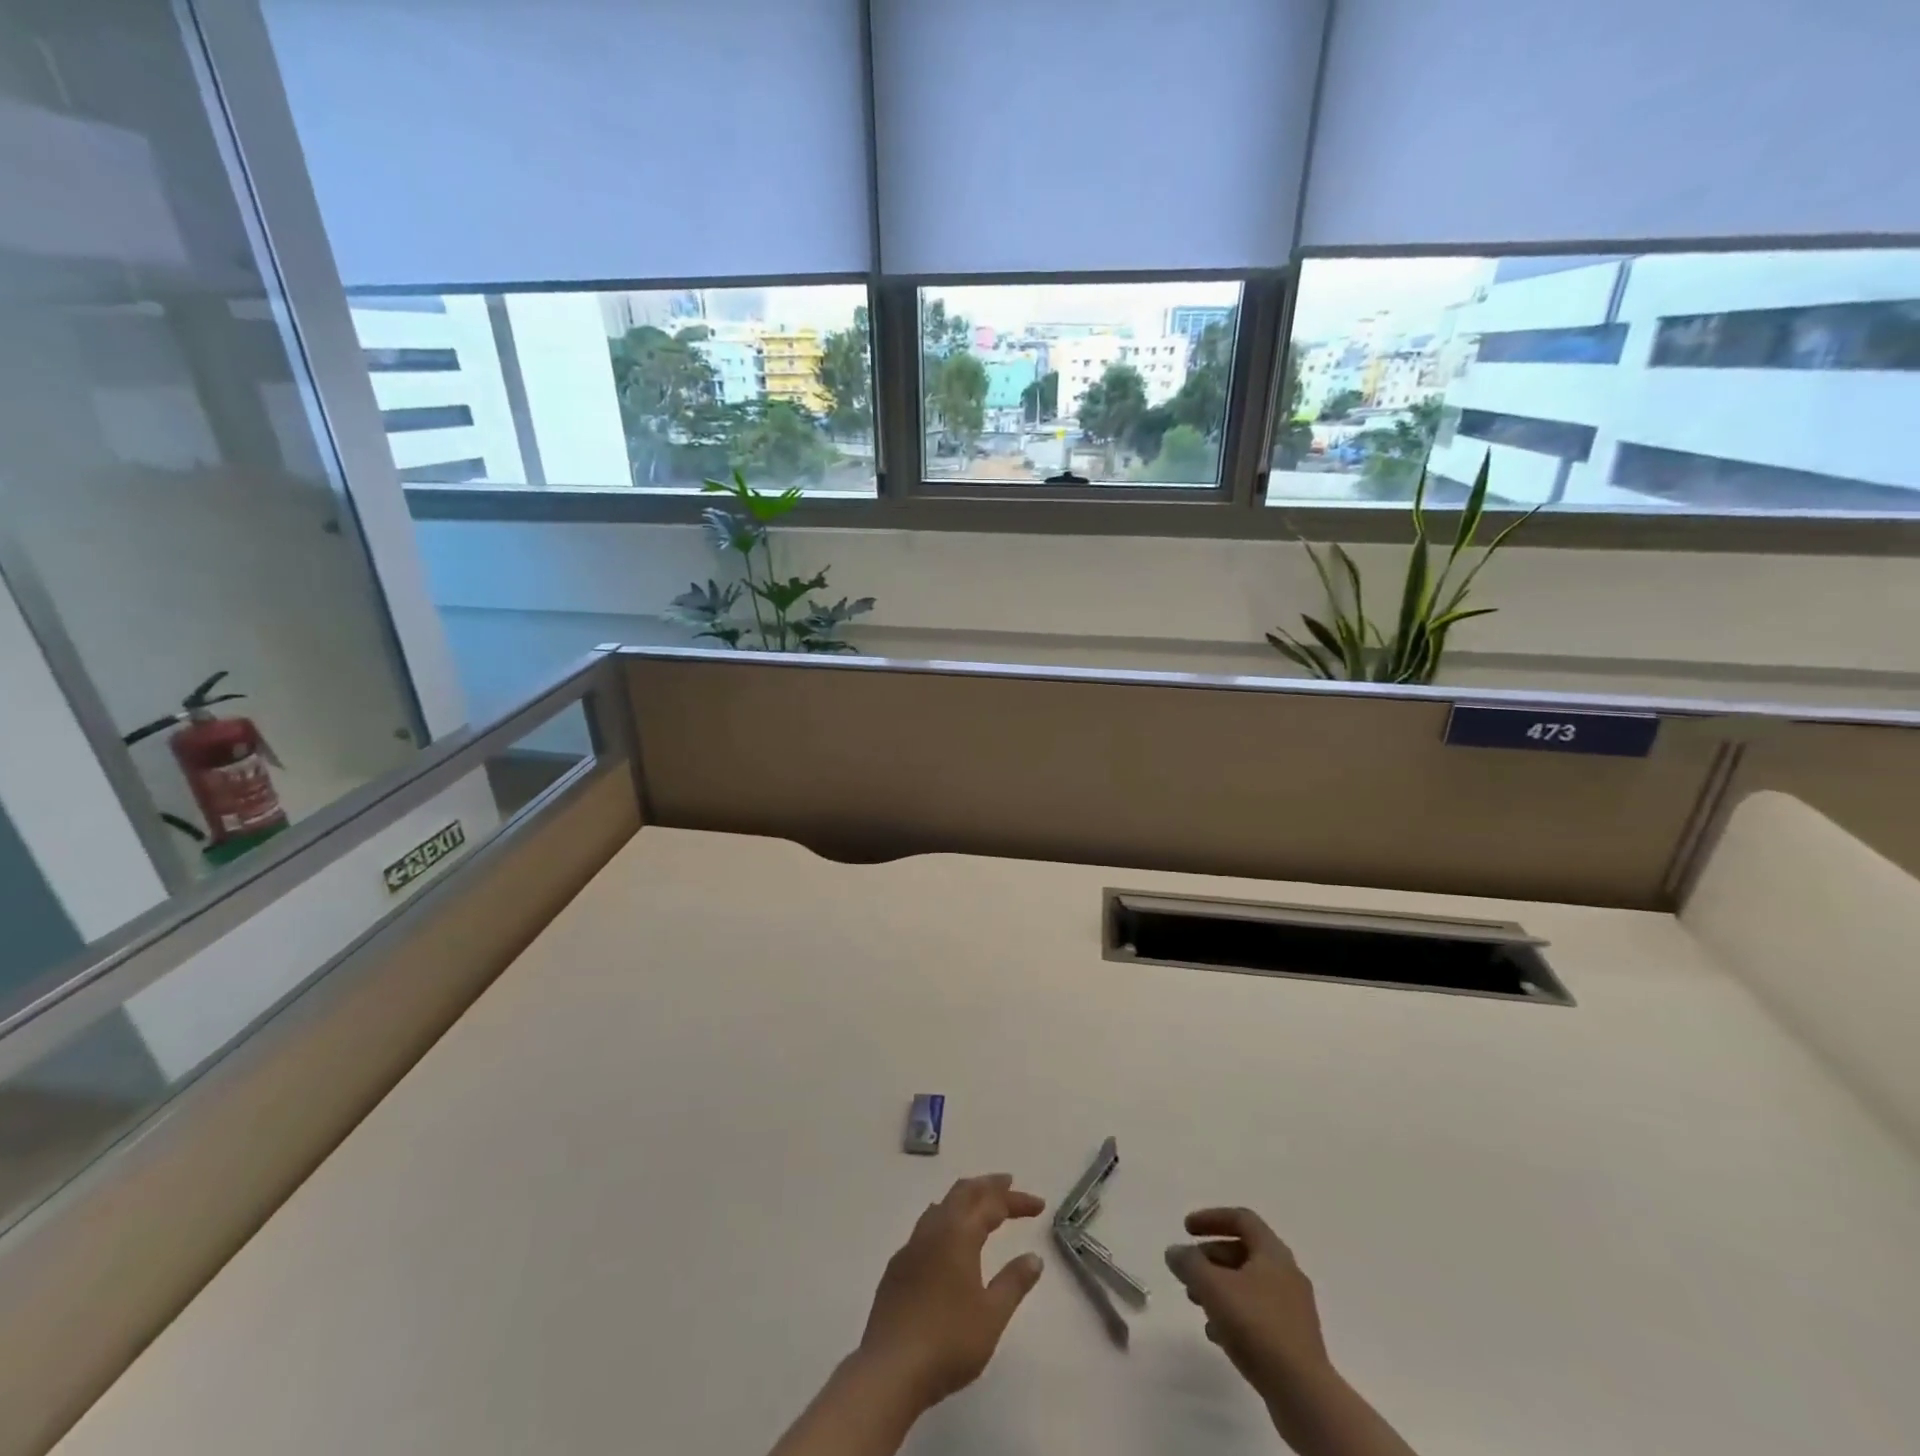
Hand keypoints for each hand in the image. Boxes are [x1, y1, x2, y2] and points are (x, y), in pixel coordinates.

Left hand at [856, 1173, 1046, 1410]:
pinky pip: (925, 1227)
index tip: (1039, 1205)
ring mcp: (911, 1246)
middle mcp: (934, 1230)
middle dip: (988, 1185)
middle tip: (1008, 1183)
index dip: (1017, 1201)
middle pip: (963, 1192)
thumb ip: (1013, 1282)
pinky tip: (946, 1239)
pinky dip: (944, 1219)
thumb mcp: (992, 1315)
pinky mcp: (897, 1267)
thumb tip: (1034, 1257)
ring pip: (941, 1205)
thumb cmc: (948, 1341)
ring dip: (964, 1198)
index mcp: (959, 1234)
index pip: (993, 1204)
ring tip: (979, 1203)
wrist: (890, 1369)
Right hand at [1164, 1207, 1329, 1401]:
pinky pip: (1257, 1315)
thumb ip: (1189, 1264)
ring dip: (1219, 1287)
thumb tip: (1174, 1252)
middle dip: (1210, 1258)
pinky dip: (1233, 1314)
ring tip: (1195, 1302)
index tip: (1186, 1229)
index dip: (1211, 1218)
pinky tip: (1216, 1334)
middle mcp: (1287, 1275)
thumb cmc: (1257, 1326)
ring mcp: (1292, 1310)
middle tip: (1188, 1271)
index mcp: (1273, 1253)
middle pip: (1243, 1252)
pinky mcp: (1292, 1341)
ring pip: (1248, 1285)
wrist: (1303, 1394)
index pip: (1241, 1218)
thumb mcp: (1213, 1287)